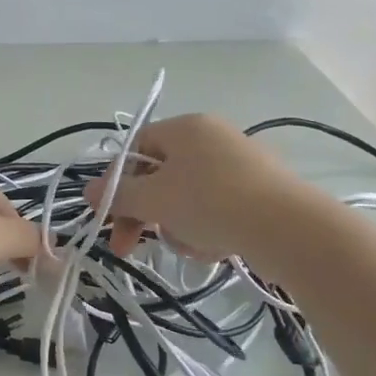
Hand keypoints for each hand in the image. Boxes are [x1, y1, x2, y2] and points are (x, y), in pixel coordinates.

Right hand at [85, 114, 301, 260]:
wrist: (287, 227)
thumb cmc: (210, 202)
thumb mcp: (154, 200)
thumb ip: (117, 195)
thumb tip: (88, 191)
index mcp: (185, 127)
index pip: (135, 149)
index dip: (116, 184)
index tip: (108, 219)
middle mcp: (212, 136)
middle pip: (160, 176)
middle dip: (146, 213)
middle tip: (130, 247)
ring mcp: (240, 162)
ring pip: (187, 198)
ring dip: (178, 226)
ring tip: (192, 246)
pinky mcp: (260, 190)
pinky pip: (216, 208)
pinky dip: (208, 229)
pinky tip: (216, 248)